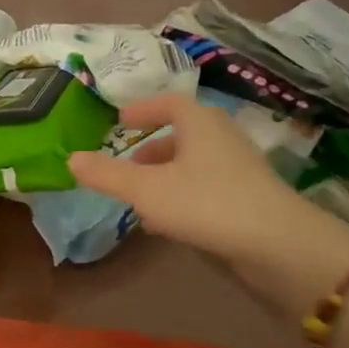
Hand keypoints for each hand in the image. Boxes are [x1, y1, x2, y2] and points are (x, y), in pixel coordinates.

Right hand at [67, 93, 348, 292]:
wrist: (277, 244)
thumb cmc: (206, 203)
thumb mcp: (146, 190)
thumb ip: (107, 175)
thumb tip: (71, 158)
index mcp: (200, 123)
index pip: (169, 102)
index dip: (144, 109)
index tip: (121, 121)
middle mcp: (222, 138)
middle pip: (183, 135)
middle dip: (151, 150)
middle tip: (127, 167)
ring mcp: (239, 169)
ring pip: (194, 164)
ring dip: (165, 177)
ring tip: (141, 201)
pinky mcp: (249, 198)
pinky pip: (206, 188)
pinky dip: (182, 196)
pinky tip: (168, 223)